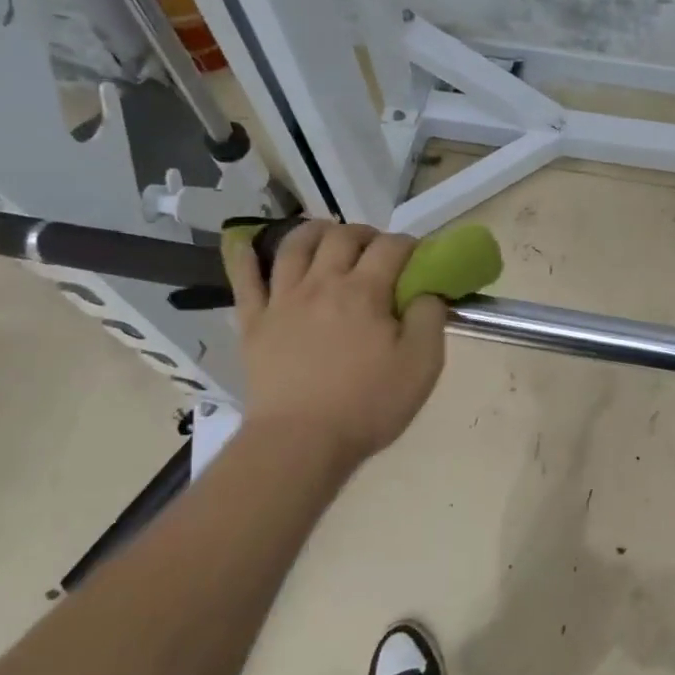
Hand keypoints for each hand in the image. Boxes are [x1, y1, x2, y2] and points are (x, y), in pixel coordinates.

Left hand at [223, 220, 446, 472]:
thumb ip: (430, 319)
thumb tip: (427, 292)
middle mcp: (322, 284)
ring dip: (314, 231)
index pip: (391, 247)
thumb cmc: (367, 405)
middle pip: (342, 237)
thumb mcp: (421, 366)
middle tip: (376, 249)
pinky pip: (244, 279)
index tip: (418, 257)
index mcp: (364, 292)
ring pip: (294, 246)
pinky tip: (247, 243)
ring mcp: (283, 300)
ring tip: (327, 236)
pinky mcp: (254, 322)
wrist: (300, 443)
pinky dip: (245, 256)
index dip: (409, 244)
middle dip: (365, 233)